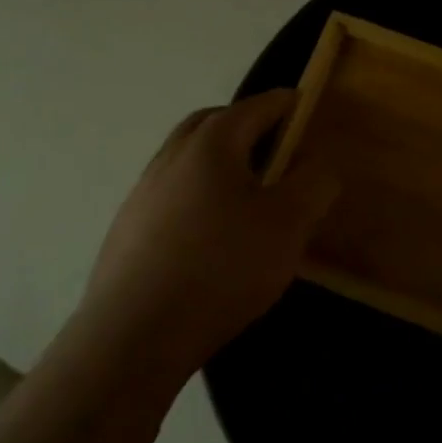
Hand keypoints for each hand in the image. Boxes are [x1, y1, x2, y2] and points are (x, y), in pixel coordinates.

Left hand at [78, 91, 337, 384]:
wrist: (133, 338)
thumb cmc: (223, 267)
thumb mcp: (290, 222)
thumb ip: (314, 182)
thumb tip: (316, 161)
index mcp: (211, 145)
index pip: (255, 106)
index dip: (285, 104)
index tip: (305, 107)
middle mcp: (170, 158)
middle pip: (211, 123)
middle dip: (245, 123)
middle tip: (275, 144)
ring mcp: (141, 196)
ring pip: (186, 159)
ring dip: (218, 161)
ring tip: (247, 192)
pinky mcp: (125, 233)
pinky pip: (170, 195)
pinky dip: (196, 194)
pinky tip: (212, 233)